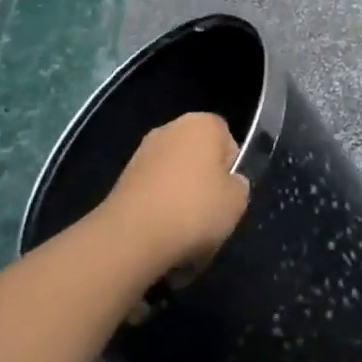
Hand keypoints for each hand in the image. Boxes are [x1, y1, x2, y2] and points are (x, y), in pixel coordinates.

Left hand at [102, 113, 249, 269]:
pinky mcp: (122, 180)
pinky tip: (163, 238)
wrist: (132, 237)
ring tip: (186, 235)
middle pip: (199, 158)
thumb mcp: (238, 201)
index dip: (231, 168)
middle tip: (210, 216)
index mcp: (203, 124)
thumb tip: (227, 183)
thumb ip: (238, 185)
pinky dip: (160, 212)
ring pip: (175, 179)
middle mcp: (170, 129)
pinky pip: (154, 195)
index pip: (227, 140)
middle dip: (205, 184)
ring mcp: (142, 153)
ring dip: (182, 201)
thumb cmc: (195, 209)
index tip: (229, 194)